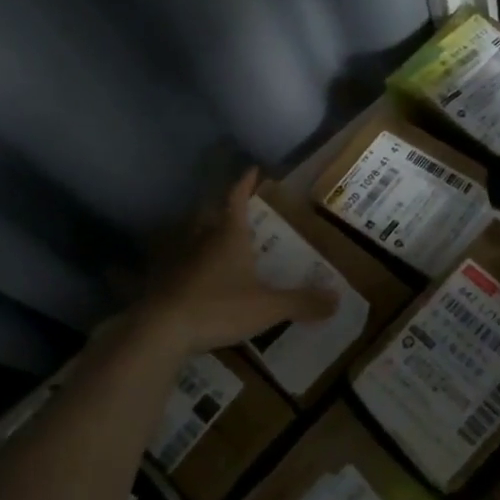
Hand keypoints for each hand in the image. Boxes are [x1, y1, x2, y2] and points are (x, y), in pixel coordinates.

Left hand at [135, 169, 337, 355]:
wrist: (163, 329)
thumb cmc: (218, 307)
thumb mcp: (267, 307)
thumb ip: (301, 302)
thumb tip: (337, 298)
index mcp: (228, 236)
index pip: (237, 199)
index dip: (245, 184)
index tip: (252, 170)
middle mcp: (201, 239)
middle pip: (211, 214)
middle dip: (223, 209)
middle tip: (235, 210)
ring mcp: (178, 258)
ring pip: (192, 236)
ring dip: (204, 234)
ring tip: (216, 241)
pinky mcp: (163, 280)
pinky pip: (179, 262)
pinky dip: (188, 262)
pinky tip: (193, 275)